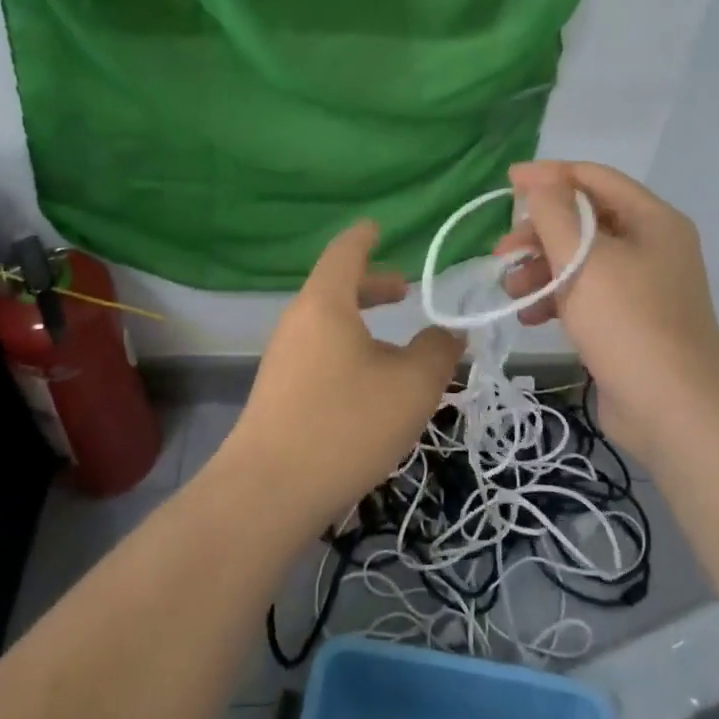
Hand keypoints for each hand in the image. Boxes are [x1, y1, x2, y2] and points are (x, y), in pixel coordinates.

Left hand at [214, 220, 464, 530]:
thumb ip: (438, 351)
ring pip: (328, 324)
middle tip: (404, 290)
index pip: (344, 252)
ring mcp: (282, 357)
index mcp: (325, 303)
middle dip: (372, 285)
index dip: (364, 236)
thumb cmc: (346, 422)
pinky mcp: (278, 391)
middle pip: (335, 287)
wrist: (268, 491)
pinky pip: (319, 353)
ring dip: (362, 324)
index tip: (378, 227)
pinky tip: (371, 386)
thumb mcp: (412, 386)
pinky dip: (348, 350)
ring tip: (397, 346)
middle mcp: (298, 321)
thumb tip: (449, 334)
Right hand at [499, 161, 718, 457]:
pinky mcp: (631, 319)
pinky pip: (587, 291)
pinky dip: (557, 296)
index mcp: (652, 220)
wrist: (674, 411)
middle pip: (585, 219)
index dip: (548, 176)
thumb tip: (540, 178)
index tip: (507, 183)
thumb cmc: (628, 324)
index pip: (594, 178)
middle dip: (539, 232)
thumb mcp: (584, 260)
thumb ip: (556, 212)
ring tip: (511, 288)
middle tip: (502, 252)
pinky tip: (531, 316)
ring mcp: (644, 284)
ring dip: (542, 267)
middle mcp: (652, 244)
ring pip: (581, 258)